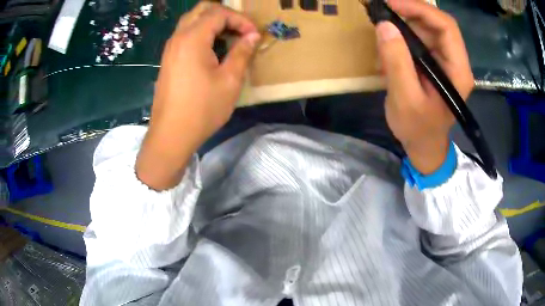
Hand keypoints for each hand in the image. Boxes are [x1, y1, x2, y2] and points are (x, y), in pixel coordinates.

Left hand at [136, 2, 259, 189]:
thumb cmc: (202, 109)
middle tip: (240, 30)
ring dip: (212, 23)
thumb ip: (242, 52)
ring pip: (192, 21)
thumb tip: (253, 37)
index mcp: (192, 38)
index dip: (240, 19)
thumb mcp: (230, 81)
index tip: (254, 35)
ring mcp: (170, 48)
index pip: (219, 13)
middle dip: (225, 15)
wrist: (171, 135)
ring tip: (229, 38)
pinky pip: (185, 35)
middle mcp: (178, 37)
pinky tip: (212, 50)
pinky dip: (201, 34)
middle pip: (202, 10)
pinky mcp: (168, 59)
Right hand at [375, 0, 473, 173]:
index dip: (420, 9)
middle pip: (437, 23)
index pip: (447, 27)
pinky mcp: (435, 63)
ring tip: (383, 32)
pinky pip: (420, 38)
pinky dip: (403, 35)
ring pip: (427, 28)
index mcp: (458, 72)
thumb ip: (397, 62)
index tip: (391, 4)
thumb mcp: (405, 99)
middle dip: (410, 12)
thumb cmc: (418, 129)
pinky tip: (390, 45)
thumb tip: (385, 25)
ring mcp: (445, 61)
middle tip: (383, 9)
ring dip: (404, 24)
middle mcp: (455, 61)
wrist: (423, 145)